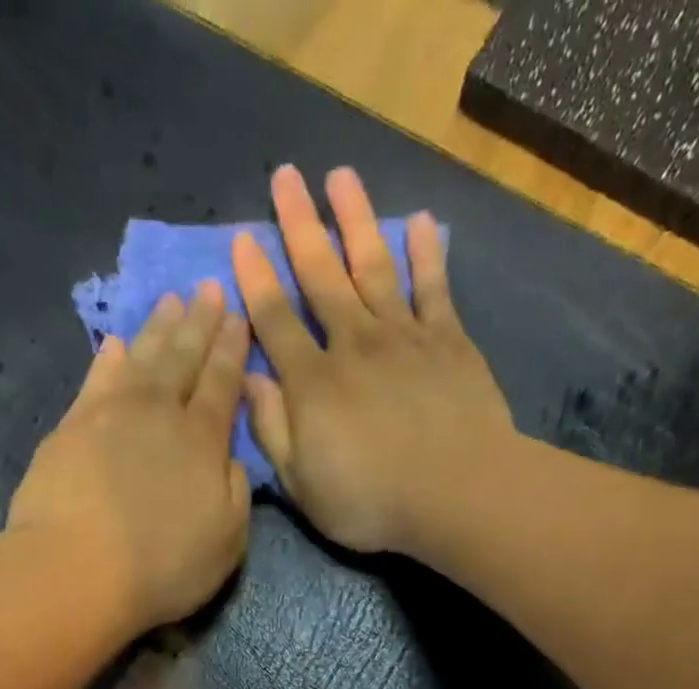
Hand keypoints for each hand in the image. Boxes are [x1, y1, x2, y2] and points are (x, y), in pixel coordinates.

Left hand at [9, 283, 251, 631]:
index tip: (240, 318)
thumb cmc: (164, 566)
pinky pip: (96, 380)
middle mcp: (160, 414)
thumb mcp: (227, 542)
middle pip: (183, 358)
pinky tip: (115, 343)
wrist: (79, 570)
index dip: (232, 350)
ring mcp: (111, 415)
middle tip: (210, 288)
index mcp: (203, 441)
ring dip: (158, 328)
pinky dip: (108, 359)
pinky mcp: (71, 427)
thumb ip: (236, 493)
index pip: (223, 384)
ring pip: (141, 358)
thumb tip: (230, 458)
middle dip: (200, 323)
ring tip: (170, 301)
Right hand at [230, 165, 515, 555]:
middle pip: (320, 275)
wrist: (456, 493)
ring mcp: (403, 337)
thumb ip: (273, 431)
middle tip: (285, 176)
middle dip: (300, 225)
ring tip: (341, 176)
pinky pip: (434, 287)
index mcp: (312, 383)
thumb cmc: (372, 501)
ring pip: (373, 266)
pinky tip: (422, 222)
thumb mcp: (303, 484)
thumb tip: (250, 381)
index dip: (255, 280)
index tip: (241, 239)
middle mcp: (353, 344)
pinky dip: (427, 254)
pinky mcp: (448, 341)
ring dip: (356, 219)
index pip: (274, 320)